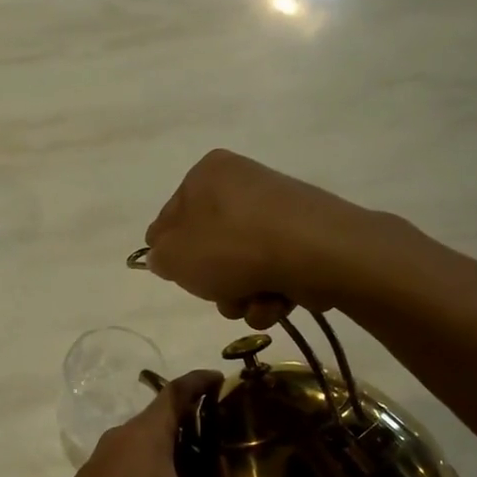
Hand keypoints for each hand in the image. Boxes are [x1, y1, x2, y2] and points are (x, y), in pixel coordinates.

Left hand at [25, 371, 332, 476]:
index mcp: (144, 436)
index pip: (176, 390)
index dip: (202, 381)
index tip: (226, 380)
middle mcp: (119, 440)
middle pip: (159, 414)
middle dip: (193, 417)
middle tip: (232, 432)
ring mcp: (98, 466)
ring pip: (141, 442)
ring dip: (171, 445)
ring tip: (206, 467)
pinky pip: (127, 466)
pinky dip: (152, 470)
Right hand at [142, 150, 379, 327]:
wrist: (317, 253)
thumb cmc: (233, 246)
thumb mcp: (175, 255)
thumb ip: (159, 256)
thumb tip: (163, 256)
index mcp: (207, 174)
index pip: (171, 218)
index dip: (170, 252)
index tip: (177, 275)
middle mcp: (243, 185)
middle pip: (210, 248)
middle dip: (213, 282)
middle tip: (218, 292)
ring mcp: (276, 213)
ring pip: (241, 268)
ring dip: (240, 296)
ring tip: (251, 301)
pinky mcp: (304, 240)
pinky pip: (272, 273)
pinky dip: (270, 295)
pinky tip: (276, 301)